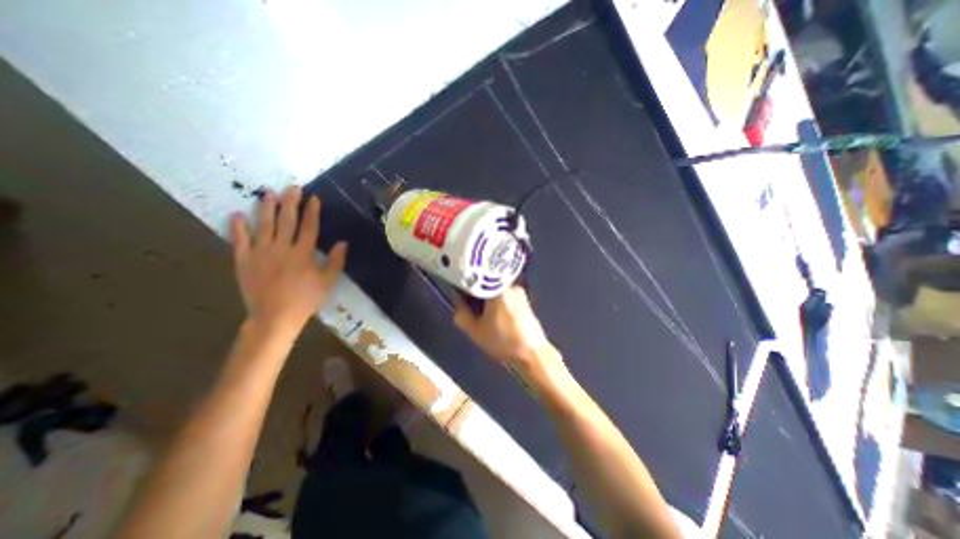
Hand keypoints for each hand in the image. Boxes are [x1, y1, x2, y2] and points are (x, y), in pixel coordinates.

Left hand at [230, 187, 346, 334]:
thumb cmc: (306, 299)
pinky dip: (238, 227)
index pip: (309, 227)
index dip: (312, 211)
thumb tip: (343, 242)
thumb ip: (336, 261)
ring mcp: (260, 253)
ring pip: (264, 225)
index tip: (313, 198)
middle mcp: (282, 248)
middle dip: (290, 203)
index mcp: (303, 253)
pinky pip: (239, 240)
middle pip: (286, 221)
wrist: (275, 316)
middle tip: (292, 187)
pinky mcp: (243, 260)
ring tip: (268, 194)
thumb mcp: (328, 281)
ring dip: (266, 208)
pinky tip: (238, 215)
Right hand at [455, 287, 559, 375]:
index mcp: (498, 289)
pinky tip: (493, 313)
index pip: (476, 278)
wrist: (533, 354)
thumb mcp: (476, 331)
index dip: (465, 284)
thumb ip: (462, 314)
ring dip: (486, 296)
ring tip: (479, 309)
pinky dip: (496, 299)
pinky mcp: (524, 299)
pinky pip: (504, 293)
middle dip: (476, 291)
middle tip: (467, 303)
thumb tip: (458, 301)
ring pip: (496, 288)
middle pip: (487, 282)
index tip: (458, 292)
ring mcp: (519, 291)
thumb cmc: (503, 341)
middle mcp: (510, 284)